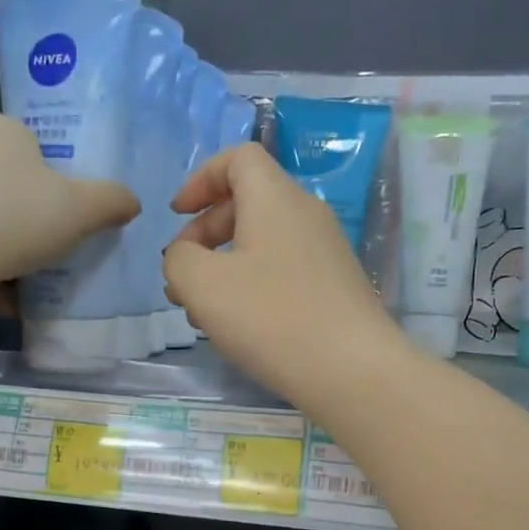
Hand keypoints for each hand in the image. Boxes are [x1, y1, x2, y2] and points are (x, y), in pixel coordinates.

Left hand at [0, 113, 137, 287]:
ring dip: (0, 251)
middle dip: (26, 221)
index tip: (64, 217)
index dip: (54, 183)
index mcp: (3, 130)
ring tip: (21, 287)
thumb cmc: (15, 215)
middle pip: (5, 185)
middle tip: (47, 253)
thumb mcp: (80, 210)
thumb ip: (110, 202)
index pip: (34, 148)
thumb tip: (131, 201)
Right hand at [163, 144, 409, 407]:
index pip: (238, 158)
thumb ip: (179, 260)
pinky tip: (238, 328)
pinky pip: (283, 272)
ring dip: (224, 267)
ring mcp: (326, 253)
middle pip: (247, 203)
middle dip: (204, 233)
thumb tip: (185, 257)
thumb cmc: (271, 318)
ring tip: (200, 311)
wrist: (352, 371)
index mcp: (275, 198)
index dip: (201, 179)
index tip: (176, 215)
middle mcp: (306, 215)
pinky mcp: (335, 289)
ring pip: (262, 244)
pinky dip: (252, 287)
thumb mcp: (203, 285)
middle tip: (181, 276)